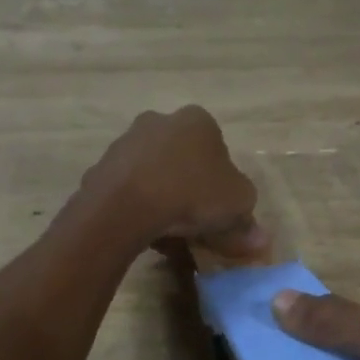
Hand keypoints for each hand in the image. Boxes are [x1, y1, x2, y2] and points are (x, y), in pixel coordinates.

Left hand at [80, 107, 266, 258]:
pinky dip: (138, 208)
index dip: (223, 184)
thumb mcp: (237, 206)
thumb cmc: (192, 194)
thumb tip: (258, 239)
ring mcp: (126, 142)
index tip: (221, 211)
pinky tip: (145, 233)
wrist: (126, 205)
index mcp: (197, 120)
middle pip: (183, 160)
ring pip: (154, 174)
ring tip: (170, 235)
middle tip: (197, 225)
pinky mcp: (101, 167)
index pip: (218, 150)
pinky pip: (129, 190)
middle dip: (191, 190)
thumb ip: (249, 221)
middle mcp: (159, 121)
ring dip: (163, 199)